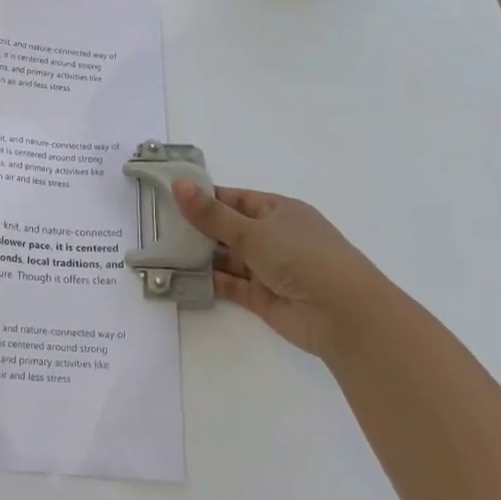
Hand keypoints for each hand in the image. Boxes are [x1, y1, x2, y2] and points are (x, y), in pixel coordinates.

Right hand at [172, 180, 388, 359]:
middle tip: (156, 226)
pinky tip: (179, 276)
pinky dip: (207, 280)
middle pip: (227, 229)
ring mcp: (268, 268)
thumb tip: (178, 184)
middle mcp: (273, 237)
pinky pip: (229, 284)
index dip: (203, 197)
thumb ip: (211, 214)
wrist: (344, 315)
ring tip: (160, 251)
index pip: (234, 199)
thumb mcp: (252, 231)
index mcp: (278, 211)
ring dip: (199, 256)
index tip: (168, 197)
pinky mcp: (262, 297)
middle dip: (196, 229)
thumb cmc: (302, 257)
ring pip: (226, 257)